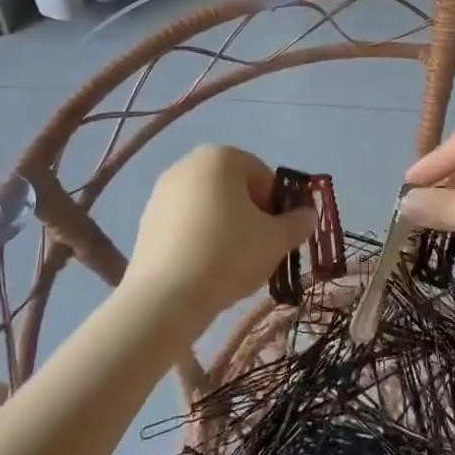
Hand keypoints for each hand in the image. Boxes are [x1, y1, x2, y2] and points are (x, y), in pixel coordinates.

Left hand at [122, 145, 315, 329]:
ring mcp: (162, 192)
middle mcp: (188, 164)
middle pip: (234, 189)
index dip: (277, 206)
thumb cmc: (229, 254)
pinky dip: (199, 239)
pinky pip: (185, 224)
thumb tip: (308, 215)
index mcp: (221, 157)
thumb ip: (297, 223)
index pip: (262, 175)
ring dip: (225, 228)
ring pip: (209, 207)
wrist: (166, 298)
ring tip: (231, 265)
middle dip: (250, 216)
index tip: (278, 235)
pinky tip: (204, 270)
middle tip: (259, 250)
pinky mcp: (146, 221)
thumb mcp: (276, 240)